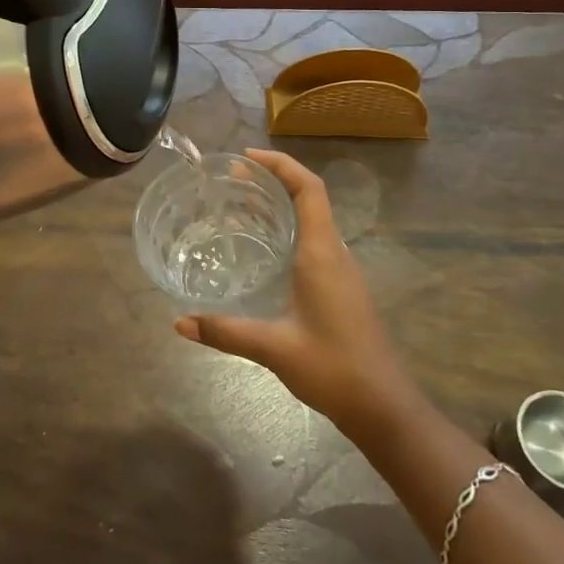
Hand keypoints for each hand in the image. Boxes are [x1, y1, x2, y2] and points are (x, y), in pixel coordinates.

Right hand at [174, 149, 416, 440]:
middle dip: (272, 180)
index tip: (245, 157)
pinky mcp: (339, 288)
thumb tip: (179, 322)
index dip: (281, 164)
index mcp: (322, 253)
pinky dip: (285, 229)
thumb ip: (225, 331)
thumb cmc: (333, 368)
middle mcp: (333, 253)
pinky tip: (260, 249)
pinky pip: (312, 241)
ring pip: (310, 220)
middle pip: (308, 197)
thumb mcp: (273, 347)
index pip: (308, 189)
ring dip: (278, 205)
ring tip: (238, 205)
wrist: (384, 407)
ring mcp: (340, 270)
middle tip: (230, 179)